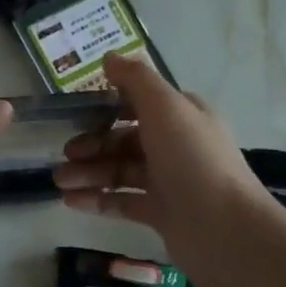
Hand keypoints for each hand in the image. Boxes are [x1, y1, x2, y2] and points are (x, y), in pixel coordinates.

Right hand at [52, 53, 285, 286]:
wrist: (225, 229)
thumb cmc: (193, 160)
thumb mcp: (166, 107)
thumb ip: (136, 80)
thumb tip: (109, 57)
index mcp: (182, 116)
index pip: (138, 104)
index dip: (106, 107)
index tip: (75, 114)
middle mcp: (176, 145)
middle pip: (125, 139)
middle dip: (92, 145)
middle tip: (65, 155)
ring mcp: (169, 181)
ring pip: (120, 171)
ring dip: (89, 173)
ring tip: (60, 182)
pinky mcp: (161, 213)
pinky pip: (122, 201)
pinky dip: (97, 199)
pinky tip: (71, 202)